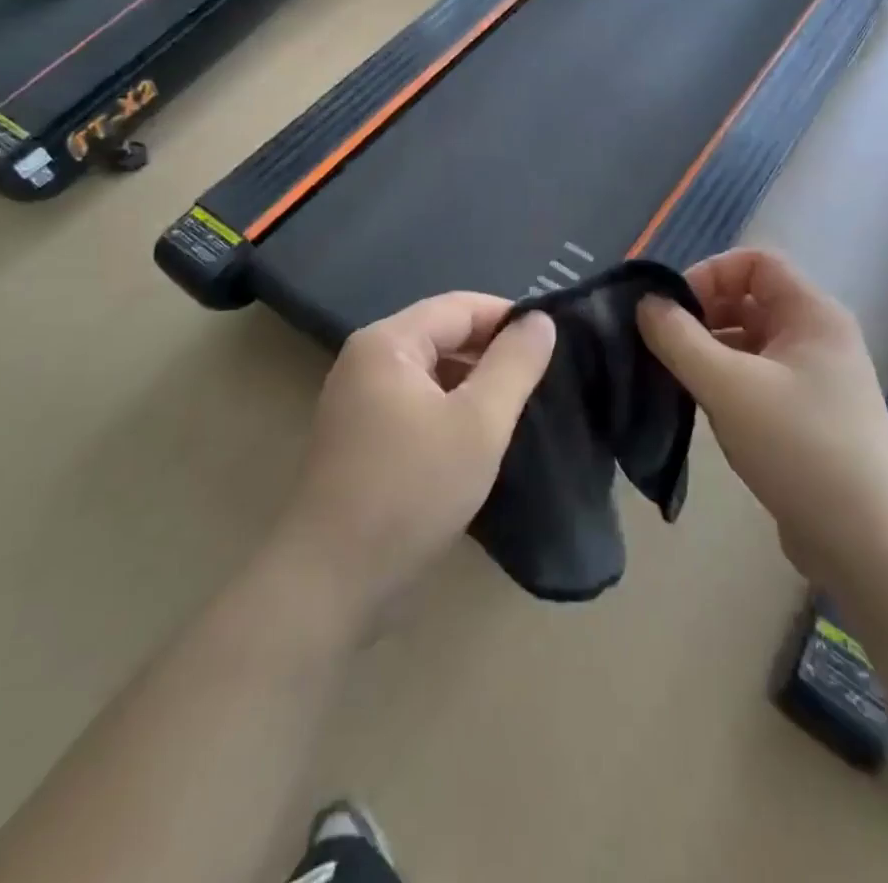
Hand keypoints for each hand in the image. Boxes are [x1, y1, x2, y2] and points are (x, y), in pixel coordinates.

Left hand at [271, 294, 556, 628]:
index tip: (555, 342)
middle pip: (443, 336)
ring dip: (474, 385)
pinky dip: (451, 411)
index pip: (460, 307)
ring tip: (522, 407)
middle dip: (493, 353)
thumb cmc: (411, 490)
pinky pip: (417, 404)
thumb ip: (514, 365)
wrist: (332, 581)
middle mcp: (367, 361)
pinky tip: (481, 438)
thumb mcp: (478, 423)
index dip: (509, 318)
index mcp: (388, 343)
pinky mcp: (362, 438)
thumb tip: (540, 320)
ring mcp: (359, 401)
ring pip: (432, 373)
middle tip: (544, 379)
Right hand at [637, 249, 887, 580]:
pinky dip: (725, 380)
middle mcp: (816, 336)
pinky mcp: (805, 414)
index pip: (754, 262)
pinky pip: (756, 375)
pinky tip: (702, 406)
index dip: (709, 275)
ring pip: (748, 340)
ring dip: (709, 350)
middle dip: (703, 314)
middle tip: (665, 346)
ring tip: (676, 378)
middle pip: (749, 299)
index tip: (673, 313)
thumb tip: (645, 304)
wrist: (870, 544)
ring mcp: (814, 377)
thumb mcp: (728, 387)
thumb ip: (679, 338)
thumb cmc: (801, 448)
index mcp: (811, 314)